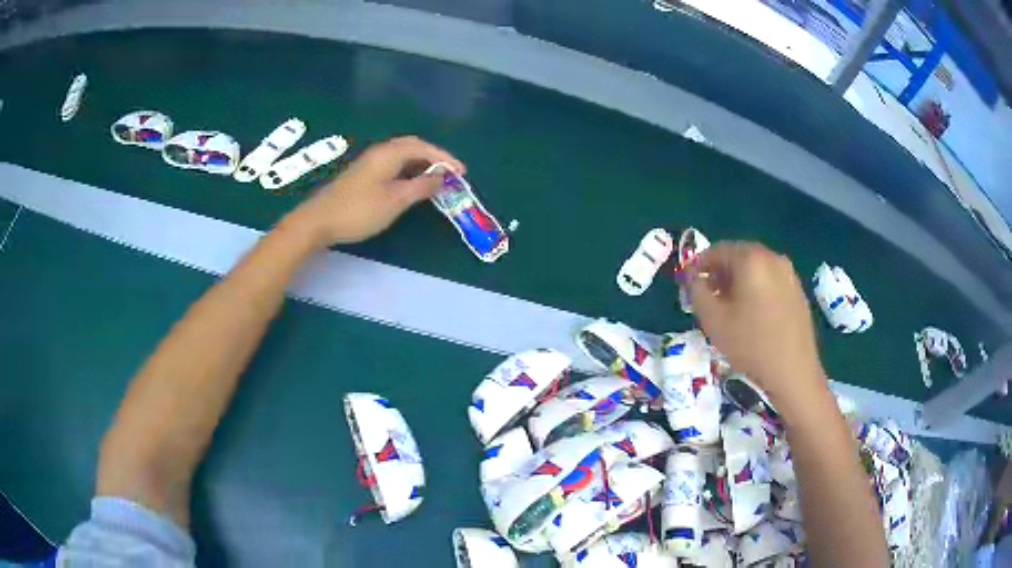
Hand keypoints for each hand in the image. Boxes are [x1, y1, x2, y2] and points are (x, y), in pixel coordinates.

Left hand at [285, 136, 465, 245]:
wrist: (319, 221)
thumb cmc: (359, 210)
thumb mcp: (396, 200)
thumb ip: (421, 187)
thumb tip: (440, 178)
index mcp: (390, 153)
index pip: (424, 148)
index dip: (445, 158)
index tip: (462, 172)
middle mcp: (381, 152)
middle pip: (413, 146)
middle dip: (434, 157)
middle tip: (450, 173)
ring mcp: (370, 162)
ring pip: (402, 155)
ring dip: (421, 164)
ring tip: (436, 180)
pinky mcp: (363, 174)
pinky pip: (393, 164)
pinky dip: (408, 170)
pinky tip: (411, 184)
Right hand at [687, 242, 825, 405]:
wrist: (793, 371)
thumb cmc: (750, 345)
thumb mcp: (713, 320)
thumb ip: (696, 291)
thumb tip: (692, 276)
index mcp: (751, 259)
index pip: (717, 250)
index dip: (699, 265)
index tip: (689, 285)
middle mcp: (772, 258)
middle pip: (738, 255)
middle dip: (720, 272)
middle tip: (708, 296)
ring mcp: (789, 273)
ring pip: (756, 268)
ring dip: (739, 281)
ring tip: (730, 308)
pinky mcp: (798, 290)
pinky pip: (771, 280)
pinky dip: (757, 288)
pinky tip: (753, 315)